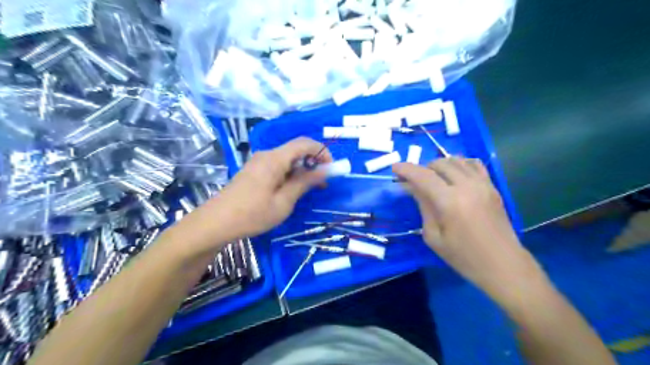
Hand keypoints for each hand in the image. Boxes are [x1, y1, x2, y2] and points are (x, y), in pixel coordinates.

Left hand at [208, 138, 332, 240]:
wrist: (215, 223)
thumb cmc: (252, 214)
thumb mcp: (284, 202)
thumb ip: (304, 183)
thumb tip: (324, 170)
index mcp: (274, 159)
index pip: (304, 143)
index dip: (321, 151)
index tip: (331, 168)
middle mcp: (266, 155)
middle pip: (296, 150)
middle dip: (313, 162)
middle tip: (323, 182)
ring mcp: (258, 162)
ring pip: (287, 159)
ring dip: (302, 169)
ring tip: (310, 189)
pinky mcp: (253, 171)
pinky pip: (277, 166)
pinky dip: (290, 174)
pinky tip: (291, 190)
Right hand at [393, 157, 543, 301]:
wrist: (503, 265)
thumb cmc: (464, 257)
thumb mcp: (434, 236)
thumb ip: (423, 206)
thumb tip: (412, 187)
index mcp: (449, 201)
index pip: (423, 176)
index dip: (406, 169)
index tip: (394, 168)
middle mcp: (467, 186)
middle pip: (439, 164)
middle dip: (422, 168)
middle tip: (414, 181)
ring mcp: (483, 184)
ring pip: (457, 160)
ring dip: (440, 165)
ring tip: (433, 178)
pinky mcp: (492, 187)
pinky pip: (474, 164)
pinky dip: (460, 164)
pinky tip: (454, 174)